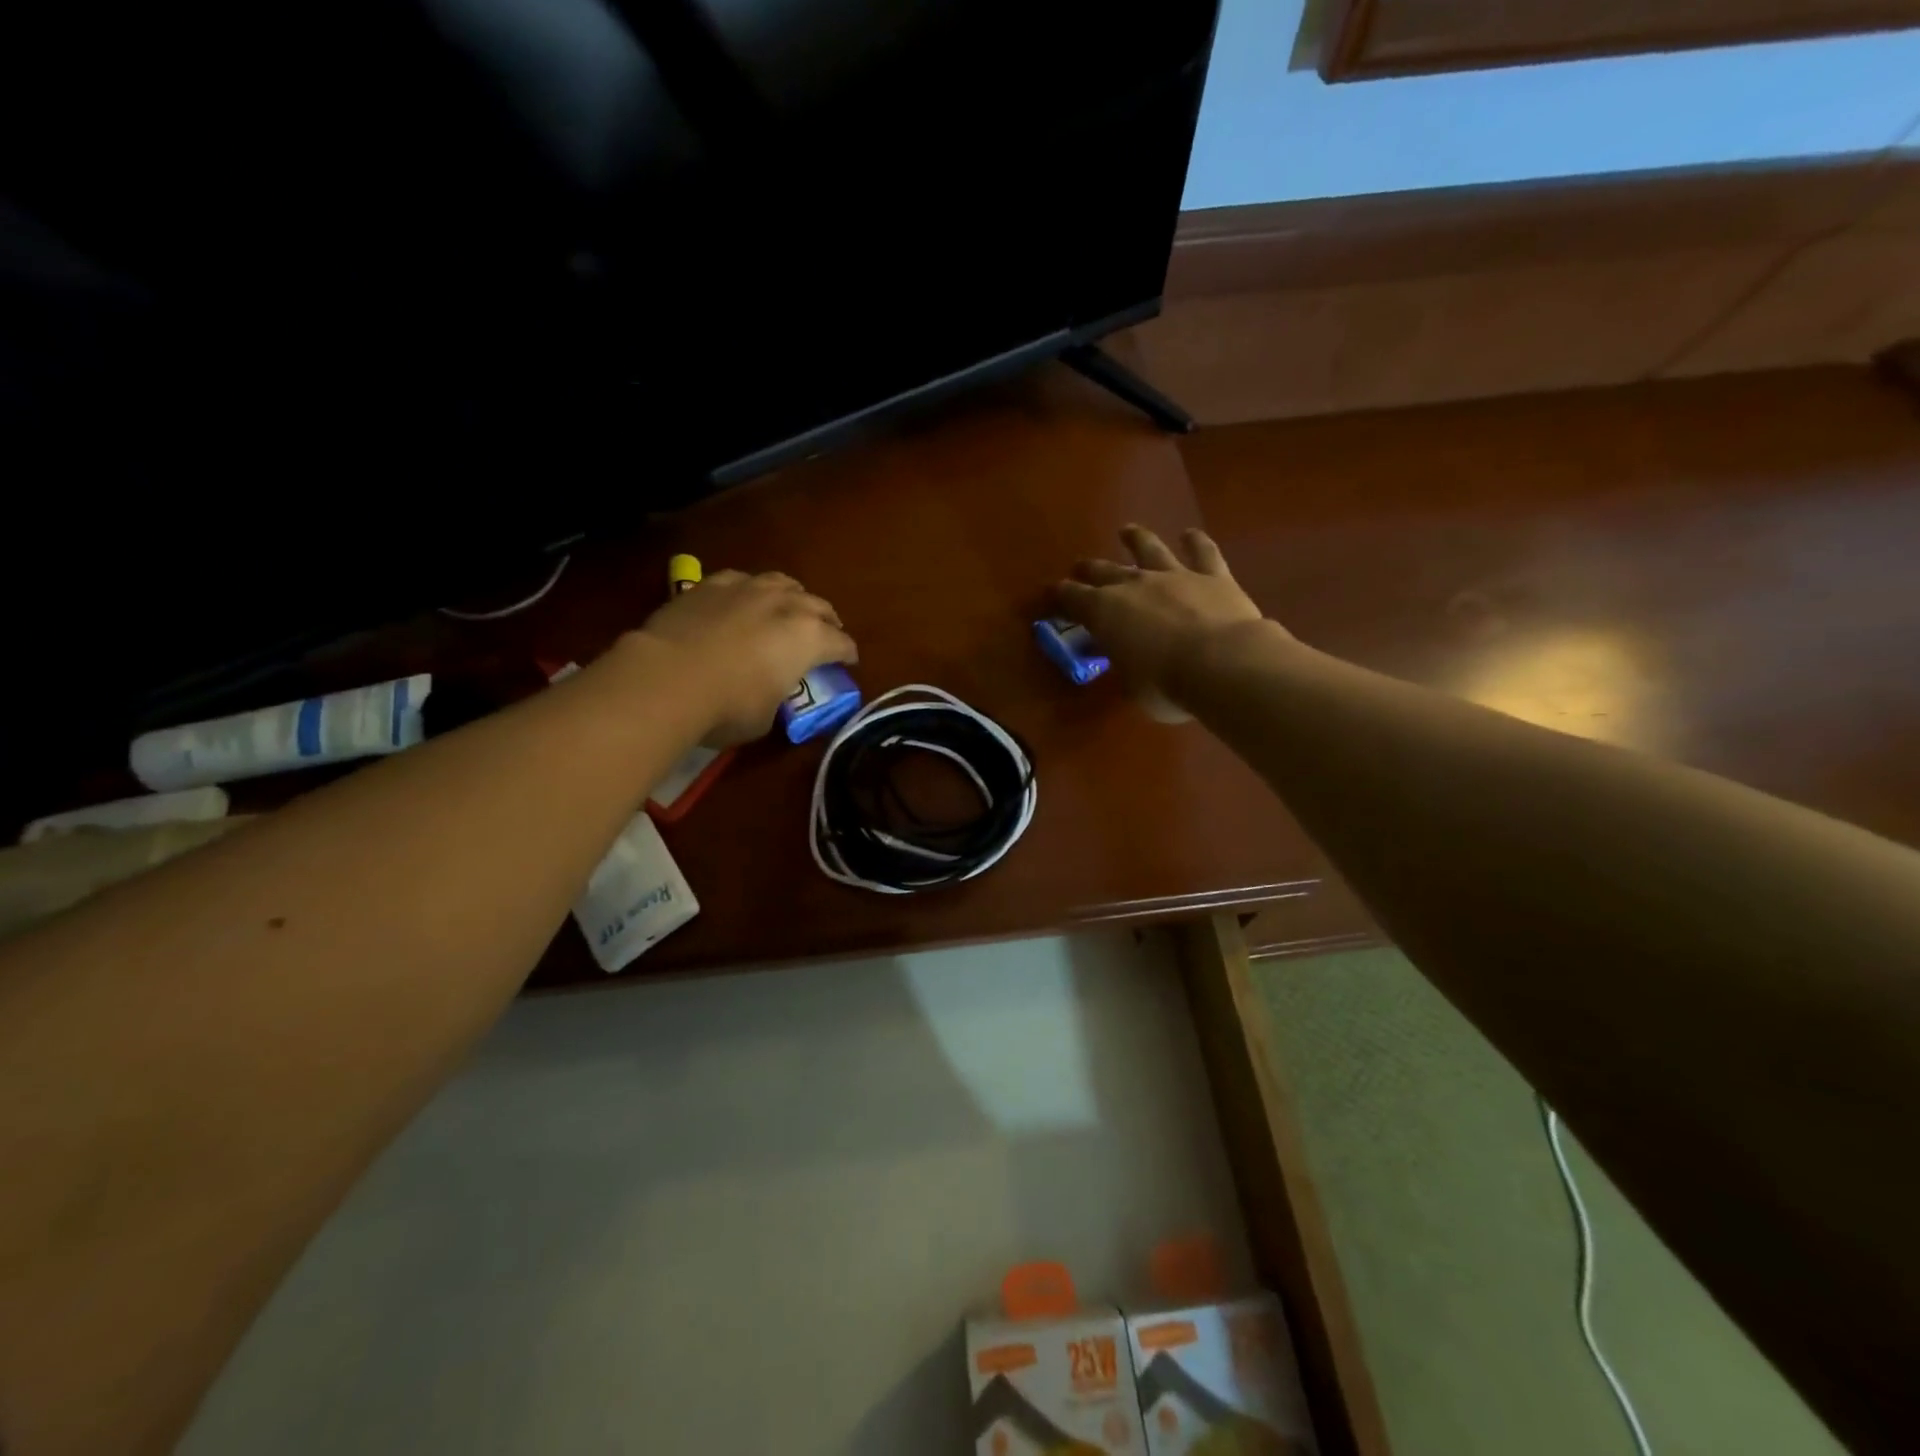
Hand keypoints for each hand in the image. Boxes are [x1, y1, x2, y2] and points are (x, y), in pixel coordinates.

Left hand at [633, 569, 857, 744]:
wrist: (667, 678)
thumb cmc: (727, 707)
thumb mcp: (766, 717)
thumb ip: (778, 698)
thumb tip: (770, 694)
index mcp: (809, 638)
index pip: (841, 644)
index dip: (847, 655)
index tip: (849, 662)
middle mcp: (786, 605)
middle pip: (819, 606)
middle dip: (827, 621)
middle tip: (826, 634)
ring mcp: (748, 589)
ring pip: (784, 583)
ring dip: (793, 597)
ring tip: (790, 609)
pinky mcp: (711, 584)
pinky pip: (743, 580)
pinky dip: (751, 591)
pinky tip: (744, 600)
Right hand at [1055, 525, 1268, 711]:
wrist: (1222, 663)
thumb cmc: (1165, 685)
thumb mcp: (1130, 684)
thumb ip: (1124, 664)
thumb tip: (1124, 657)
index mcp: (1104, 612)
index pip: (1073, 598)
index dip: (1061, 595)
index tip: (1052, 593)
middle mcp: (1134, 585)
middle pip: (1105, 571)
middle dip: (1089, 570)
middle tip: (1080, 567)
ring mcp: (1174, 575)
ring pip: (1150, 549)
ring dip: (1136, 539)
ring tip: (1127, 531)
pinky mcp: (1213, 575)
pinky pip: (1203, 553)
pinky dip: (1196, 542)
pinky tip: (1190, 534)